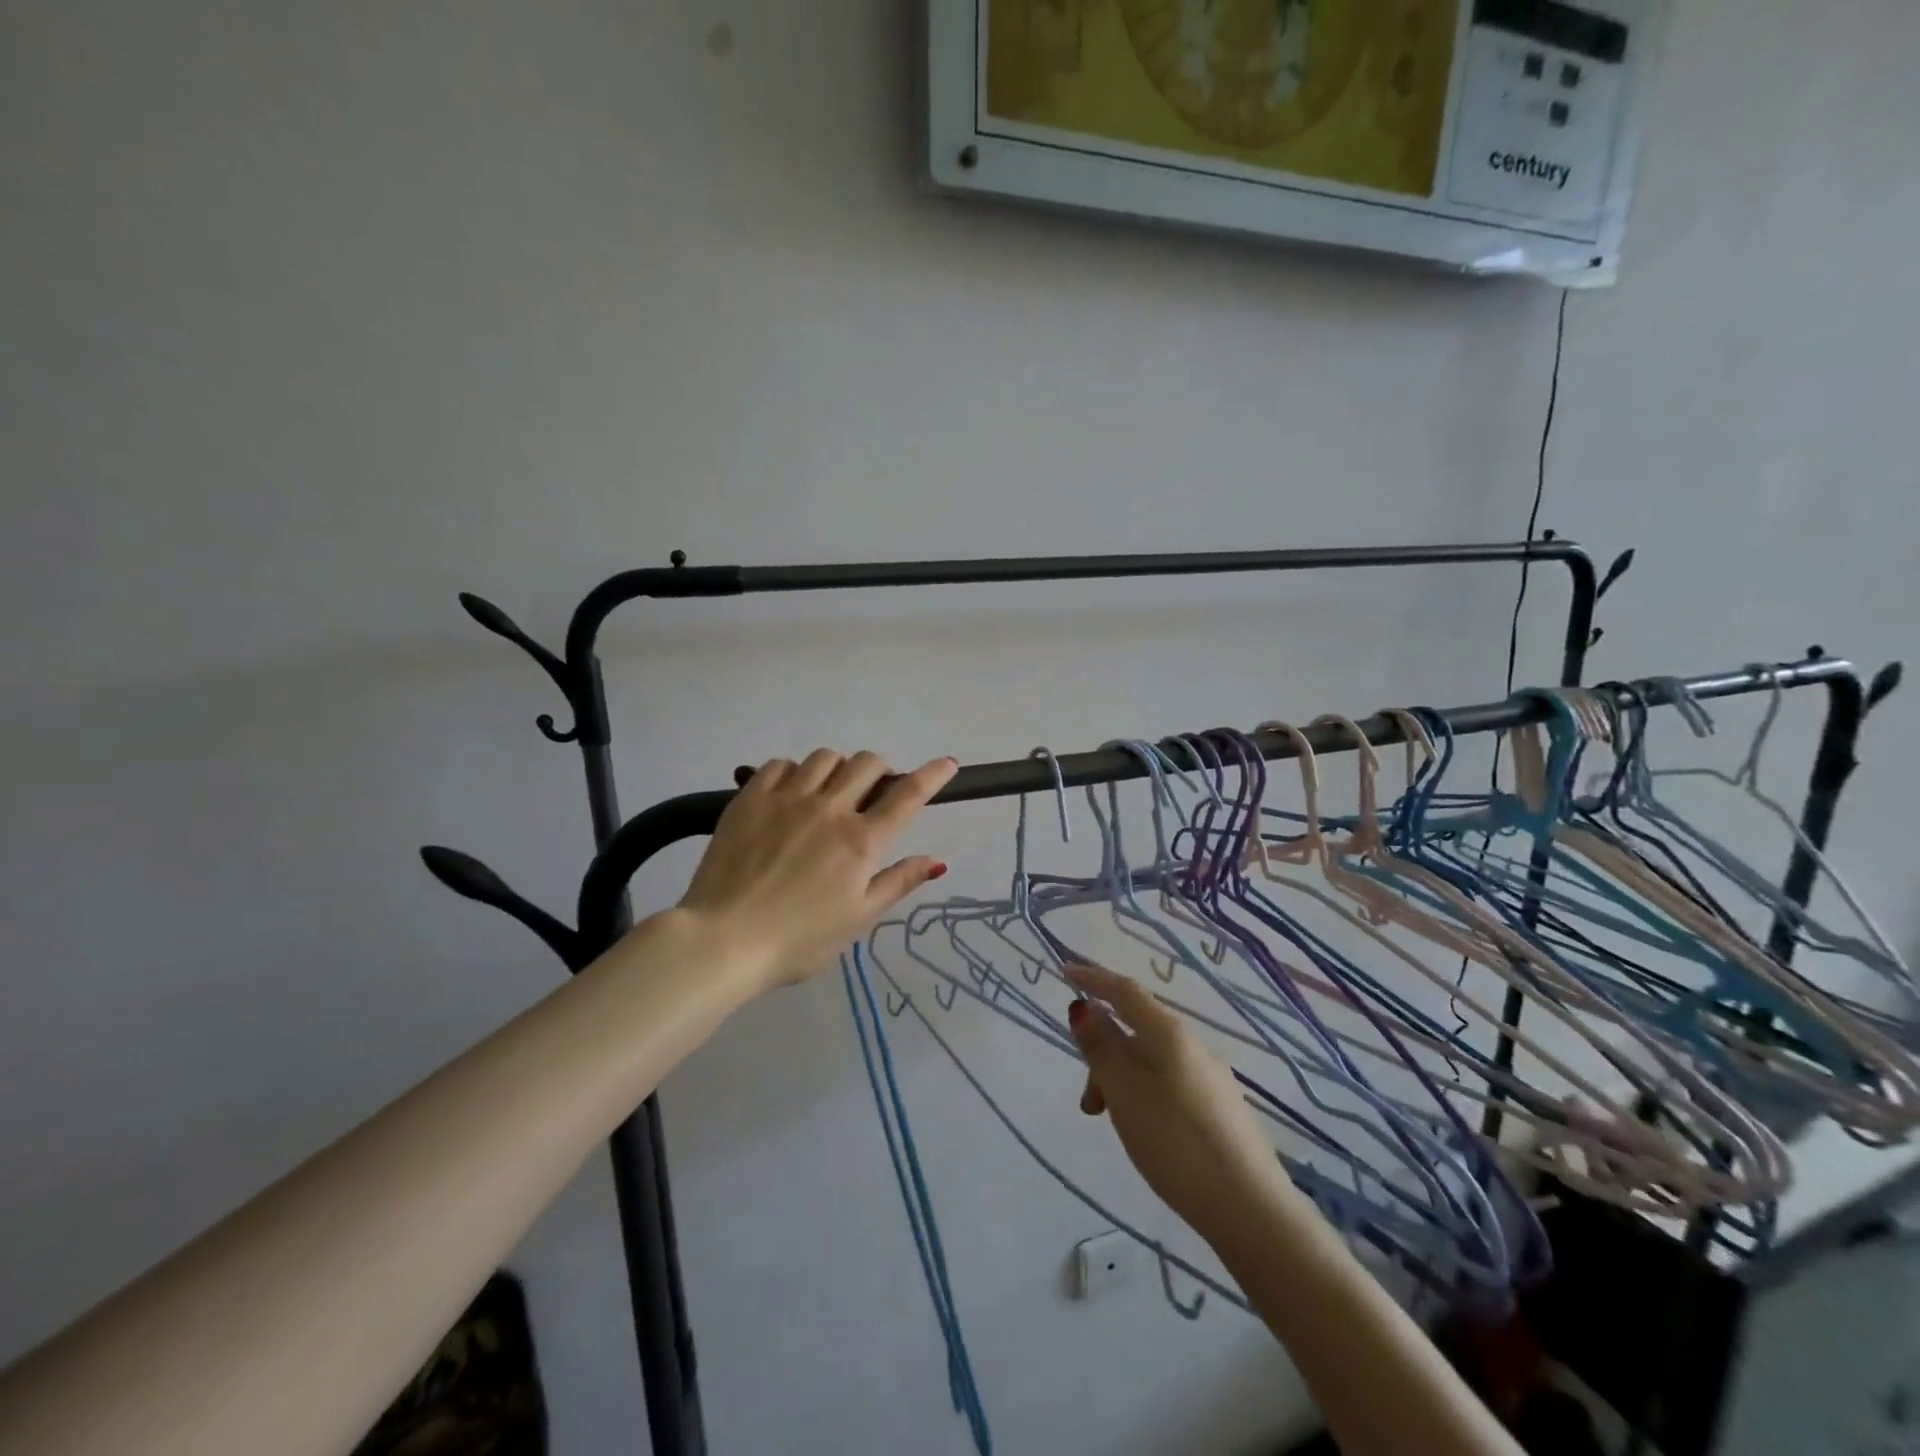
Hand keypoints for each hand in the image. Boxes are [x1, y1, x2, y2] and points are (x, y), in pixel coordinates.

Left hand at [675, 749, 958, 993]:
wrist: (722, 941)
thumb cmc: (798, 941)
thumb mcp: (858, 919)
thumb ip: (898, 883)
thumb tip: (938, 860)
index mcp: (861, 841)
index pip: (908, 795)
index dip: (933, 775)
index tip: (948, 764)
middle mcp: (829, 809)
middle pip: (867, 763)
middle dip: (880, 771)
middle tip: (872, 793)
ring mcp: (787, 798)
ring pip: (826, 757)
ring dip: (838, 769)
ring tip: (829, 792)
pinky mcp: (750, 798)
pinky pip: (781, 764)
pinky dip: (795, 771)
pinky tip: (791, 793)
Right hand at [1066, 963, 1298, 1240]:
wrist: (1251, 1209)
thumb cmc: (1175, 1141)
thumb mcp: (1124, 1090)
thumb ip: (1101, 1046)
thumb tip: (1085, 1006)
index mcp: (1168, 1032)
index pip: (1125, 990)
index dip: (1093, 978)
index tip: (1064, 969)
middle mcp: (1192, 1045)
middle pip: (1136, 1029)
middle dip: (1102, 1051)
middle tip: (1088, 1100)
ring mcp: (1210, 1078)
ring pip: (1150, 1061)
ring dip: (1120, 1080)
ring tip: (1112, 1124)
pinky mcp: (1219, 1110)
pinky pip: (1168, 1084)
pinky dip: (1142, 1095)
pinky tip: (1145, 1132)